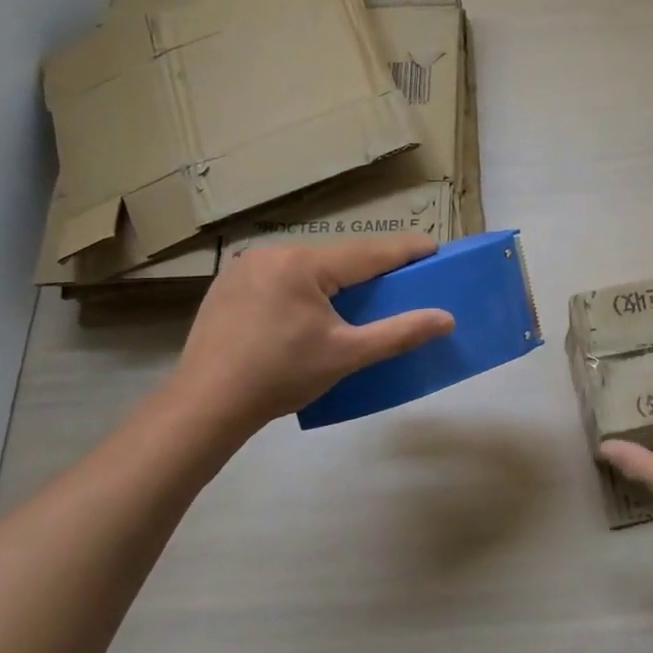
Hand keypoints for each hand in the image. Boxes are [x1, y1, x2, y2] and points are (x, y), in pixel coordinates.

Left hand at [167, 234, 454, 438]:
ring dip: (334, 280)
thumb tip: (447, 319)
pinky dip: (303, 289)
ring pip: (307, 267)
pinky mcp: (227, 286)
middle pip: (336, 258)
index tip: (434, 247)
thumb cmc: (281, 376)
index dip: (405, 251)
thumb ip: (399, 333)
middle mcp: (273, 254)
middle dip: (369, 269)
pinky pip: (280, 278)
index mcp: (303, 264)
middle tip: (398, 281)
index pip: (368, 253)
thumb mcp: (347, 355)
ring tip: (355, 300)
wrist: (205, 405)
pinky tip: (306, 313)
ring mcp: (244, 268)